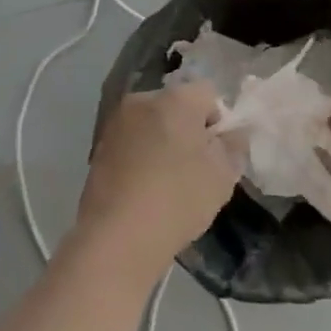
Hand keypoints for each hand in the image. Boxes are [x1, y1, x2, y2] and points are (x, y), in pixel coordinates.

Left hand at [76, 82, 238, 276]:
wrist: (117, 237)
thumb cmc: (178, 198)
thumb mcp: (223, 175)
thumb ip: (233, 145)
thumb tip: (231, 133)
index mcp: (176, 98)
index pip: (208, 93)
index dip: (218, 121)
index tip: (217, 153)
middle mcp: (142, 100)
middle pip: (176, 106)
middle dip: (188, 129)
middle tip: (196, 167)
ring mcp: (116, 123)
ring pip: (151, 124)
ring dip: (162, 142)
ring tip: (167, 182)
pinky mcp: (98, 148)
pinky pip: (131, 143)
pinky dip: (140, 157)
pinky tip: (144, 189)